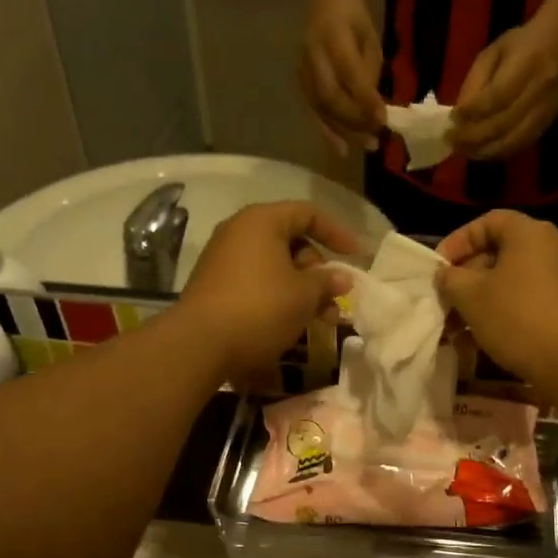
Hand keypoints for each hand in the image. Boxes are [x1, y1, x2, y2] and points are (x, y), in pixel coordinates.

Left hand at [176, 202, 359, 383]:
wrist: (199, 344)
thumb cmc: (260, 308)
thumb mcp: (304, 295)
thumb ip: (327, 282)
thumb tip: (343, 278)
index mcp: (262, 221)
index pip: (308, 213)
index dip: (337, 233)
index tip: (358, 256)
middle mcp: (240, 232)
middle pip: (292, 241)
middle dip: (319, 270)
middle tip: (335, 298)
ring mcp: (225, 260)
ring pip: (276, 267)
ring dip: (303, 289)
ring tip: (323, 319)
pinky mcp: (217, 286)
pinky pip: (259, 282)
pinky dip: (281, 296)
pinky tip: (295, 323)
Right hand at [298, 0, 385, 156]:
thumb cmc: (354, 20)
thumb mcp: (370, 40)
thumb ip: (369, 74)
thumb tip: (373, 111)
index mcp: (333, 36)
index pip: (349, 74)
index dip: (365, 99)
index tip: (383, 120)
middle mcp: (313, 54)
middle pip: (329, 97)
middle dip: (353, 122)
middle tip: (375, 139)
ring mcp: (302, 69)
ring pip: (319, 109)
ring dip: (342, 132)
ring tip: (364, 147)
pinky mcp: (300, 82)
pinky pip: (313, 111)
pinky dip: (327, 131)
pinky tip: (341, 147)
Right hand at [435, 210, 557, 389]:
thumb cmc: (517, 317)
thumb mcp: (471, 296)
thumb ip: (450, 279)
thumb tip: (445, 275)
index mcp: (528, 234)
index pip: (486, 223)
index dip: (457, 242)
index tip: (438, 268)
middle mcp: (548, 249)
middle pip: (496, 254)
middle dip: (464, 279)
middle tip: (443, 301)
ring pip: (506, 283)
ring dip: (477, 302)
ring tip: (454, 329)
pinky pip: (522, 302)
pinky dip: (498, 315)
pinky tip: (477, 341)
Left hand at [450, 21, 557, 161]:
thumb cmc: (521, 44)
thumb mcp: (492, 53)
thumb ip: (475, 82)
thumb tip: (459, 115)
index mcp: (526, 65)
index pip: (496, 97)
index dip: (472, 112)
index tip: (452, 118)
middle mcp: (539, 91)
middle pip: (503, 124)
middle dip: (473, 136)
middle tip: (451, 140)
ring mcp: (546, 111)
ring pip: (513, 141)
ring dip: (485, 150)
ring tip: (464, 151)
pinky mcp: (548, 123)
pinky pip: (521, 145)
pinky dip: (499, 152)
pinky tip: (482, 151)